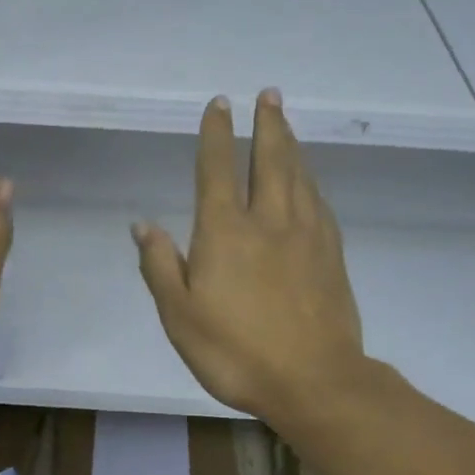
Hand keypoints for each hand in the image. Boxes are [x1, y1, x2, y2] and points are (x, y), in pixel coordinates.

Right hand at [133, 89, 365, 422]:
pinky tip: (310, 181)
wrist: (313, 380)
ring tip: (287, 123)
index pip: (218, 169)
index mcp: (225, 232)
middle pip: (269, 160)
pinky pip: (319, 203)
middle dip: (267, 124)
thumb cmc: (236, 352)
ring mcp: (306, 236)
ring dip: (291, 145)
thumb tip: (143, 224)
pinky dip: (312, 182)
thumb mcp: (180, 316)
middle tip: (269, 95)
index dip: (217, 134)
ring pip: (299, 176)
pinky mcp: (331, 255)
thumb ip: (160, 266)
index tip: (220, 104)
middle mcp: (268, 221)